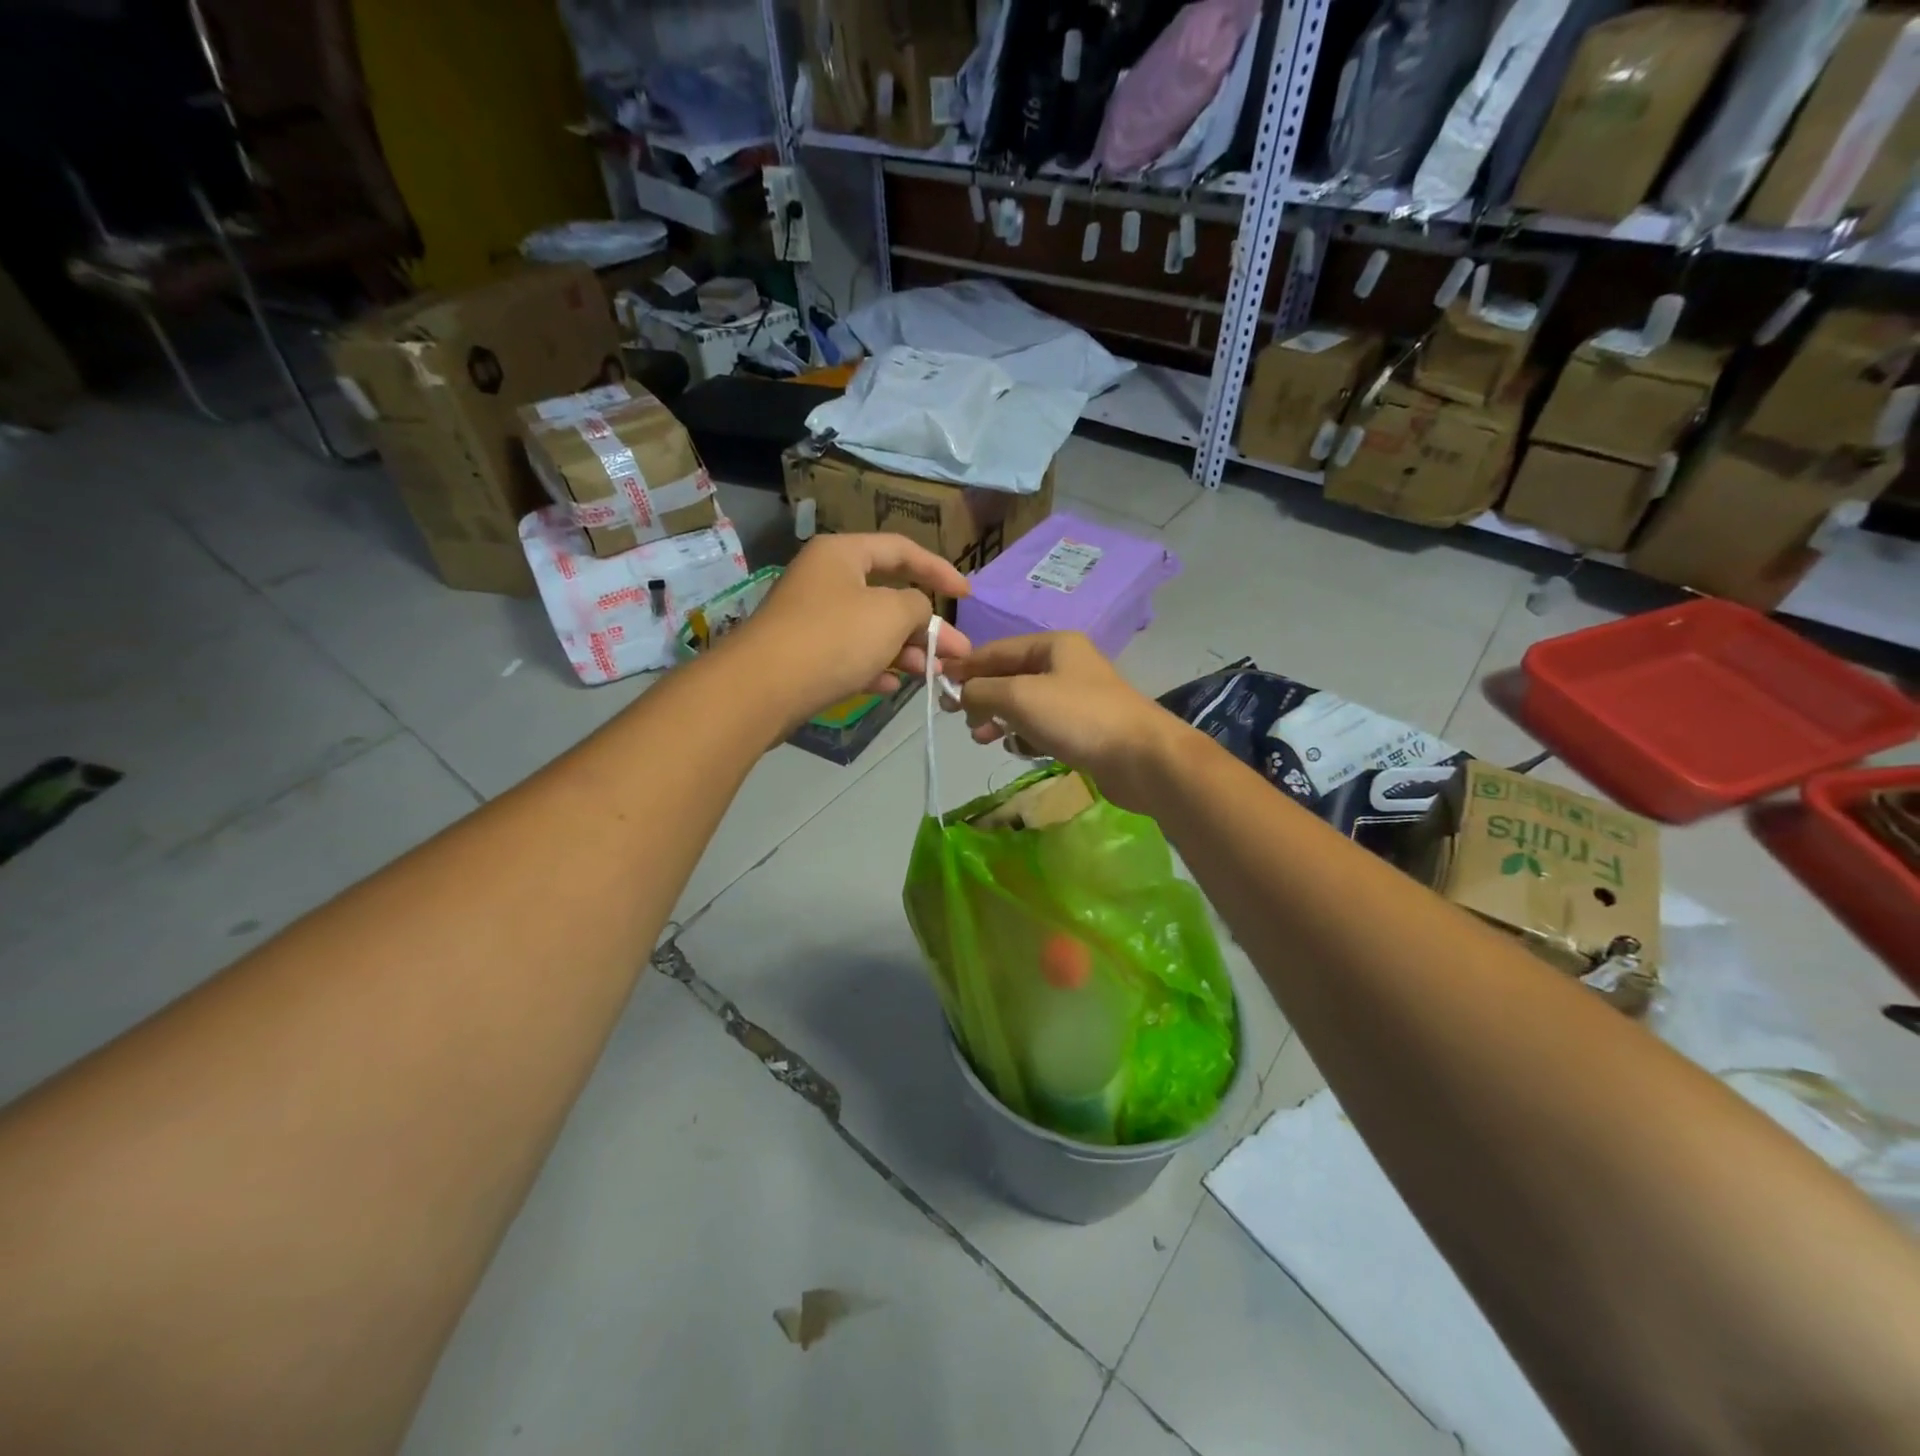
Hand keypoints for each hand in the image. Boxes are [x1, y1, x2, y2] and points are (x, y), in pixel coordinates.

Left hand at [727, 533, 972, 729]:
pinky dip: (874, 668)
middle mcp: (825, 580)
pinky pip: (849, 656)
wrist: (763, 688)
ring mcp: (812, 619)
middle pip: (888, 597)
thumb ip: (916, 606)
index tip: (966, 595)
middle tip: (957, 653)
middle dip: (925, 627)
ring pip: (870, 631)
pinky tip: (892, 687)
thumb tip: (915, 612)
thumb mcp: (890, 614)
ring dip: (905, 652)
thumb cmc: (834, 637)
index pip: (901, 550)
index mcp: (842, 554)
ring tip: (933, 675)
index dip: (939, 570)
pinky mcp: (804, 656)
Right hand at [944, 632, 1190, 811]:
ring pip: (1023, 704)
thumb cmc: (1078, 717)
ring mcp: (1075, 698)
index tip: (937, 686)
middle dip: (981, 696)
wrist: (1141, 758)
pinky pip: (1041, 727)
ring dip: (999, 719)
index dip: (965, 666)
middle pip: (1009, 676)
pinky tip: (1018, 750)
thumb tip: (961, 693)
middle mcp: (1065, 665)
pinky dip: (1025, 736)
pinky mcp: (1083, 729)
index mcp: (1052, 645)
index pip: (996, 650)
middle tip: (959, 719)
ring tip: (982, 739)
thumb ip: (981, 690)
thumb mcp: (1019, 696)